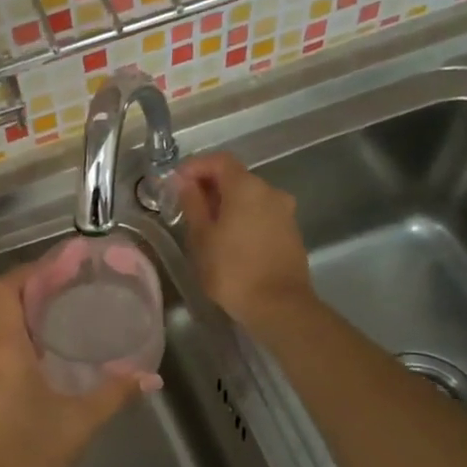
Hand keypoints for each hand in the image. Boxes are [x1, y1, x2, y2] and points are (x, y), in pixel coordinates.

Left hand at [0, 265, 142, 466]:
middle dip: (28, 291)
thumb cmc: (27, 458)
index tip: (61, 266)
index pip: (6, 288)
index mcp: (1, 349)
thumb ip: (114, 394)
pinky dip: (7, 341)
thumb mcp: (78, 424)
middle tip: (65, 291)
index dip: (31, 271)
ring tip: (55, 320)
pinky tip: (36, 360)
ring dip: (16, 317)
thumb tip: (150, 377)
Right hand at [175, 151, 315, 329]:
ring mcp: (284, 212)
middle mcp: (270, 191)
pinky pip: (261, 214)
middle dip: (209, 186)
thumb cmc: (232, 270)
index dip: (195, 166)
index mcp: (247, 187)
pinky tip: (228, 239)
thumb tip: (186, 183)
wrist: (279, 306)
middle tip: (186, 205)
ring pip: (249, 197)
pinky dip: (243, 217)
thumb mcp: (201, 237)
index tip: (175, 182)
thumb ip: (193, 204)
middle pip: (236, 177)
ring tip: (205, 225)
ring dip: (226, 203)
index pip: (219, 160)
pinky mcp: (290, 232)